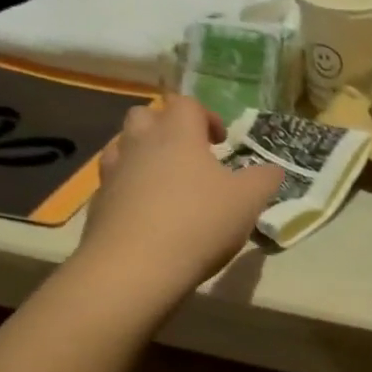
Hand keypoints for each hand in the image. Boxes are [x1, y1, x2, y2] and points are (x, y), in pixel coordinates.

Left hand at [73, 99, 282, 314]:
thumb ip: (264, 180)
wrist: (135, 268)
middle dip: (166, 127)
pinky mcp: (98, 205)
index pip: (186, 104)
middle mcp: (140, 144)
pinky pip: (114, 183)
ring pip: (122, 146)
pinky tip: (147, 215)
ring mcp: (114, 173)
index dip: (206, 116)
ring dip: (143, 155)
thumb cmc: (199, 223)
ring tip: (165, 183)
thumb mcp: (248, 201)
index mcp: (177, 134)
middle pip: (145, 115)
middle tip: (189, 155)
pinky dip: (130, 190)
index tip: (220, 141)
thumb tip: (272, 170)